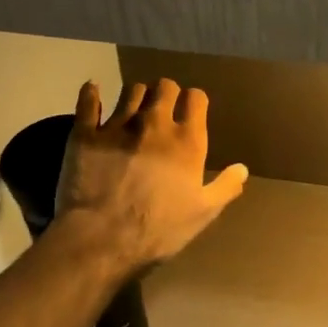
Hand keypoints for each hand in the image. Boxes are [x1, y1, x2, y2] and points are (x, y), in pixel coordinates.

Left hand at [52, 78, 248, 276]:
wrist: (102, 239)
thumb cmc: (158, 229)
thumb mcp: (202, 214)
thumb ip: (225, 187)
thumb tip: (242, 169)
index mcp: (186, 140)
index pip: (196, 98)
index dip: (195, 101)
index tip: (192, 111)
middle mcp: (154, 123)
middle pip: (164, 87)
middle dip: (167, 92)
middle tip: (164, 108)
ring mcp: (117, 125)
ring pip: (131, 90)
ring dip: (137, 94)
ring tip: (135, 107)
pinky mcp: (85, 133)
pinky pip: (87, 101)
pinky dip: (91, 93)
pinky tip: (93, 90)